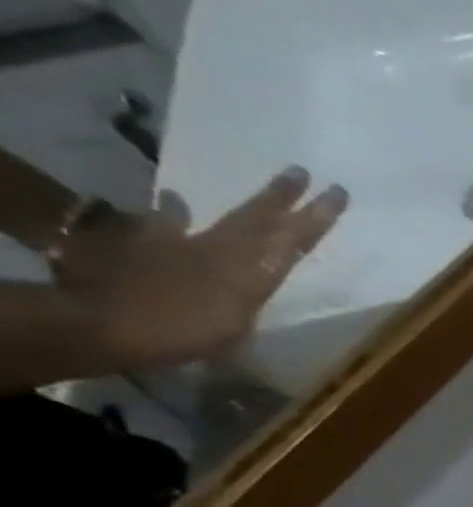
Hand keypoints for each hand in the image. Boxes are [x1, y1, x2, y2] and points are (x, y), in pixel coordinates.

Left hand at [53, 167, 347, 369]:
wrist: (101, 326)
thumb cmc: (179, 334)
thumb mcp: (230, 330)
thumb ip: (248, 303)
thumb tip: (266, 283)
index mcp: (247, 272)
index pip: (290, 240)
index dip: (314, 218)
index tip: (336, 192)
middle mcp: (218, 250)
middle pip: (255, 220)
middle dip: (281, 198)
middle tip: (300, 171)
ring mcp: (179, 246)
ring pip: (223, 219)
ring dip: (241, 205)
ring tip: (260, 188)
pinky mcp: (145, 249)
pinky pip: (164, 226)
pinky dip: (173, 213)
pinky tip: (174, 200)